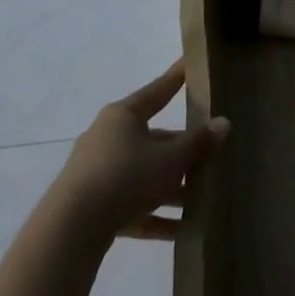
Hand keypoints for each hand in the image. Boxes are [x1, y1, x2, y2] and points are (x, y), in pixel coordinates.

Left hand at [54, 62, 228, 245]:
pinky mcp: (93, 206)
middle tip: (211, 155)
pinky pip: (132, 205)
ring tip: (203, 199)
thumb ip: (198, 143)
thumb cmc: (126, 177)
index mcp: (123, 117)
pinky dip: (155, 216)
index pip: (158, 91)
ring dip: (172, 188)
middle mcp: (107, 138)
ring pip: (144, 174)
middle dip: (183, 151)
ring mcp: (97, 173)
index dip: (176, 78)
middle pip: (154, 139)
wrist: (71, 229)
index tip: (190, 63)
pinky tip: (182, 231)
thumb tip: (223, 123)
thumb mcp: (170, 159)